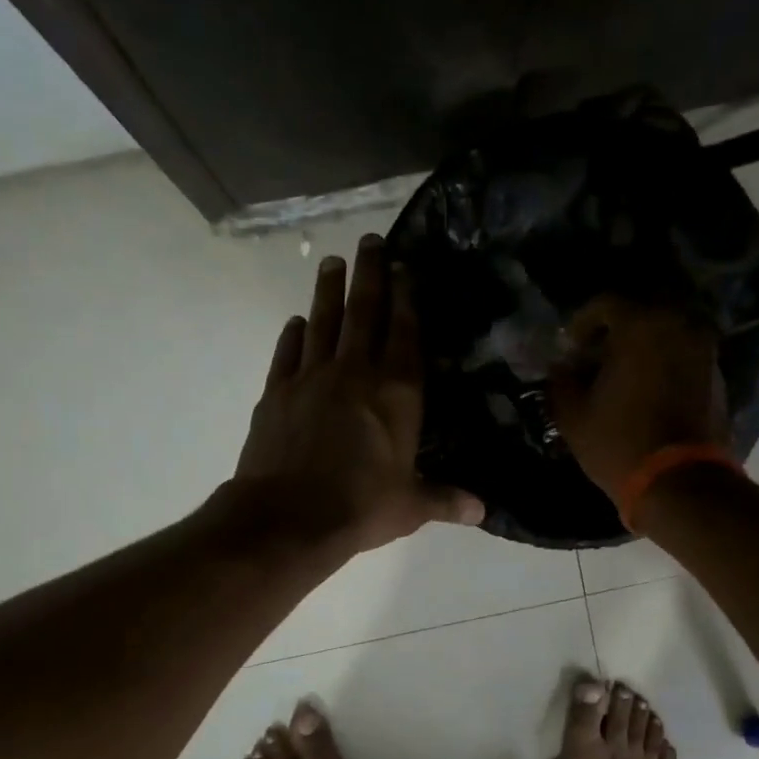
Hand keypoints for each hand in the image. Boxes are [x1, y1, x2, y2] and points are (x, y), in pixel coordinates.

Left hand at [233, 233, 483, 554]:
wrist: (288, 517)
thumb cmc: (360, 507)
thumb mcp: (411, 506)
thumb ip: (445, 499)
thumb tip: (482, 511)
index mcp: (396, 393)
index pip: (406, 334)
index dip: (407, 298)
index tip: (405, 267)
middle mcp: (355, 373)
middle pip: (364, 312)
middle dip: (370, 274)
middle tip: (370, 240)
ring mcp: (311, 378)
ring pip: (323, 322)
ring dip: (328, 290)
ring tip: (332, 262)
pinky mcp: (277, 392)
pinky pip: (287, 353)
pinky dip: (292, 335)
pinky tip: (296, 322)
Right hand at [549, 295, 729, 495]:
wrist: (680, 481)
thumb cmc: (619, 442)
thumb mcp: (574, 415)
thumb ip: (562, 381)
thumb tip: (561, 368)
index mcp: (641, 325)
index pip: (605, 304)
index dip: (581, 323)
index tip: (570, 348)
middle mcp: (679, 325)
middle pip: (640, 313)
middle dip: (614, 332)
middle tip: (595, 357)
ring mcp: (703, 349)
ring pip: (666, 332)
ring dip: (642, 347)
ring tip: (620, 375)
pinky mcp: (716, 374)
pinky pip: (683, 354)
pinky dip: (663, 362)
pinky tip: (645, 389)